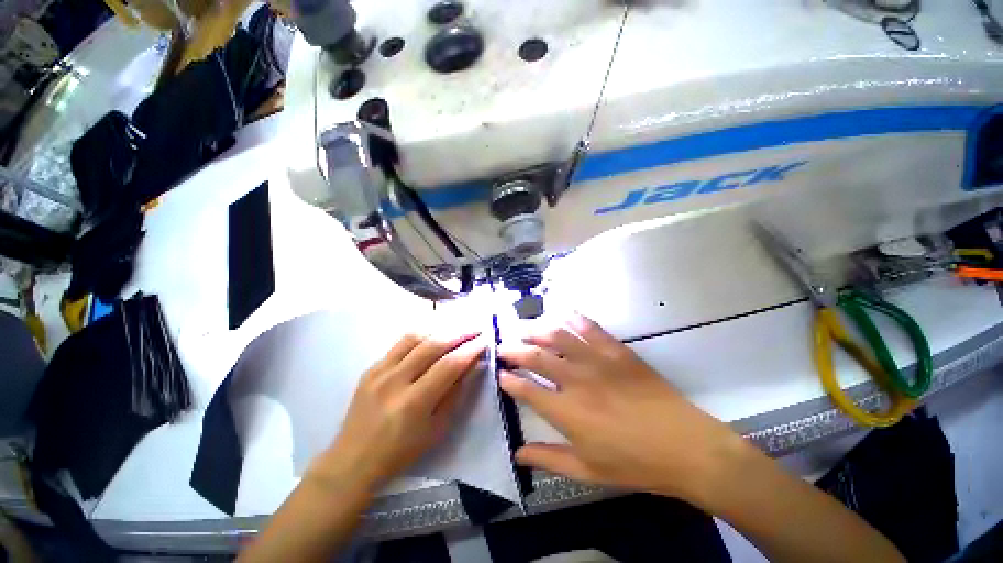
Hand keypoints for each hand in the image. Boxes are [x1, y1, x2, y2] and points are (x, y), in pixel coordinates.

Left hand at [309, 331, 485, 491]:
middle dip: (459, 333)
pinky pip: (399, 344)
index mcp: (414, 403)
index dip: (470, 350)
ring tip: (457, 328)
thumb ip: (456, 393)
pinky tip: (432, 336)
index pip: (449, 365)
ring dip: (440, 330)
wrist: (353, 460)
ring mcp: (379, 371)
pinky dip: (421, 336)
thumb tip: (473, 365)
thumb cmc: (401, 452)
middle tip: (476, 328)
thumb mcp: (437, 428)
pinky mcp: (371, 368)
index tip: (485, 340)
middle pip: (433, 345)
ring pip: (415, 338)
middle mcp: (395, 381)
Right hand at [498, 314, 746, 504]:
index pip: (527, 389)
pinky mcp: (617, 351)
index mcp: (566, 411)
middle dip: (514, 350)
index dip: (510, 380)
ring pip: (558, 337)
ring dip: (537, 330)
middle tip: (503, 347)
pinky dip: (574, 319)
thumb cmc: (634, 463)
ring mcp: (597, 361)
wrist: (685, 446)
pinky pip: (591, 329)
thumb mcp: (588, 470)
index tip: (501, 375)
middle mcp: (576, 380)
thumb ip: (549, 459)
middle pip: (536, 357)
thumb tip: (518, 453)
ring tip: (525, 328)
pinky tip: (564, 315)